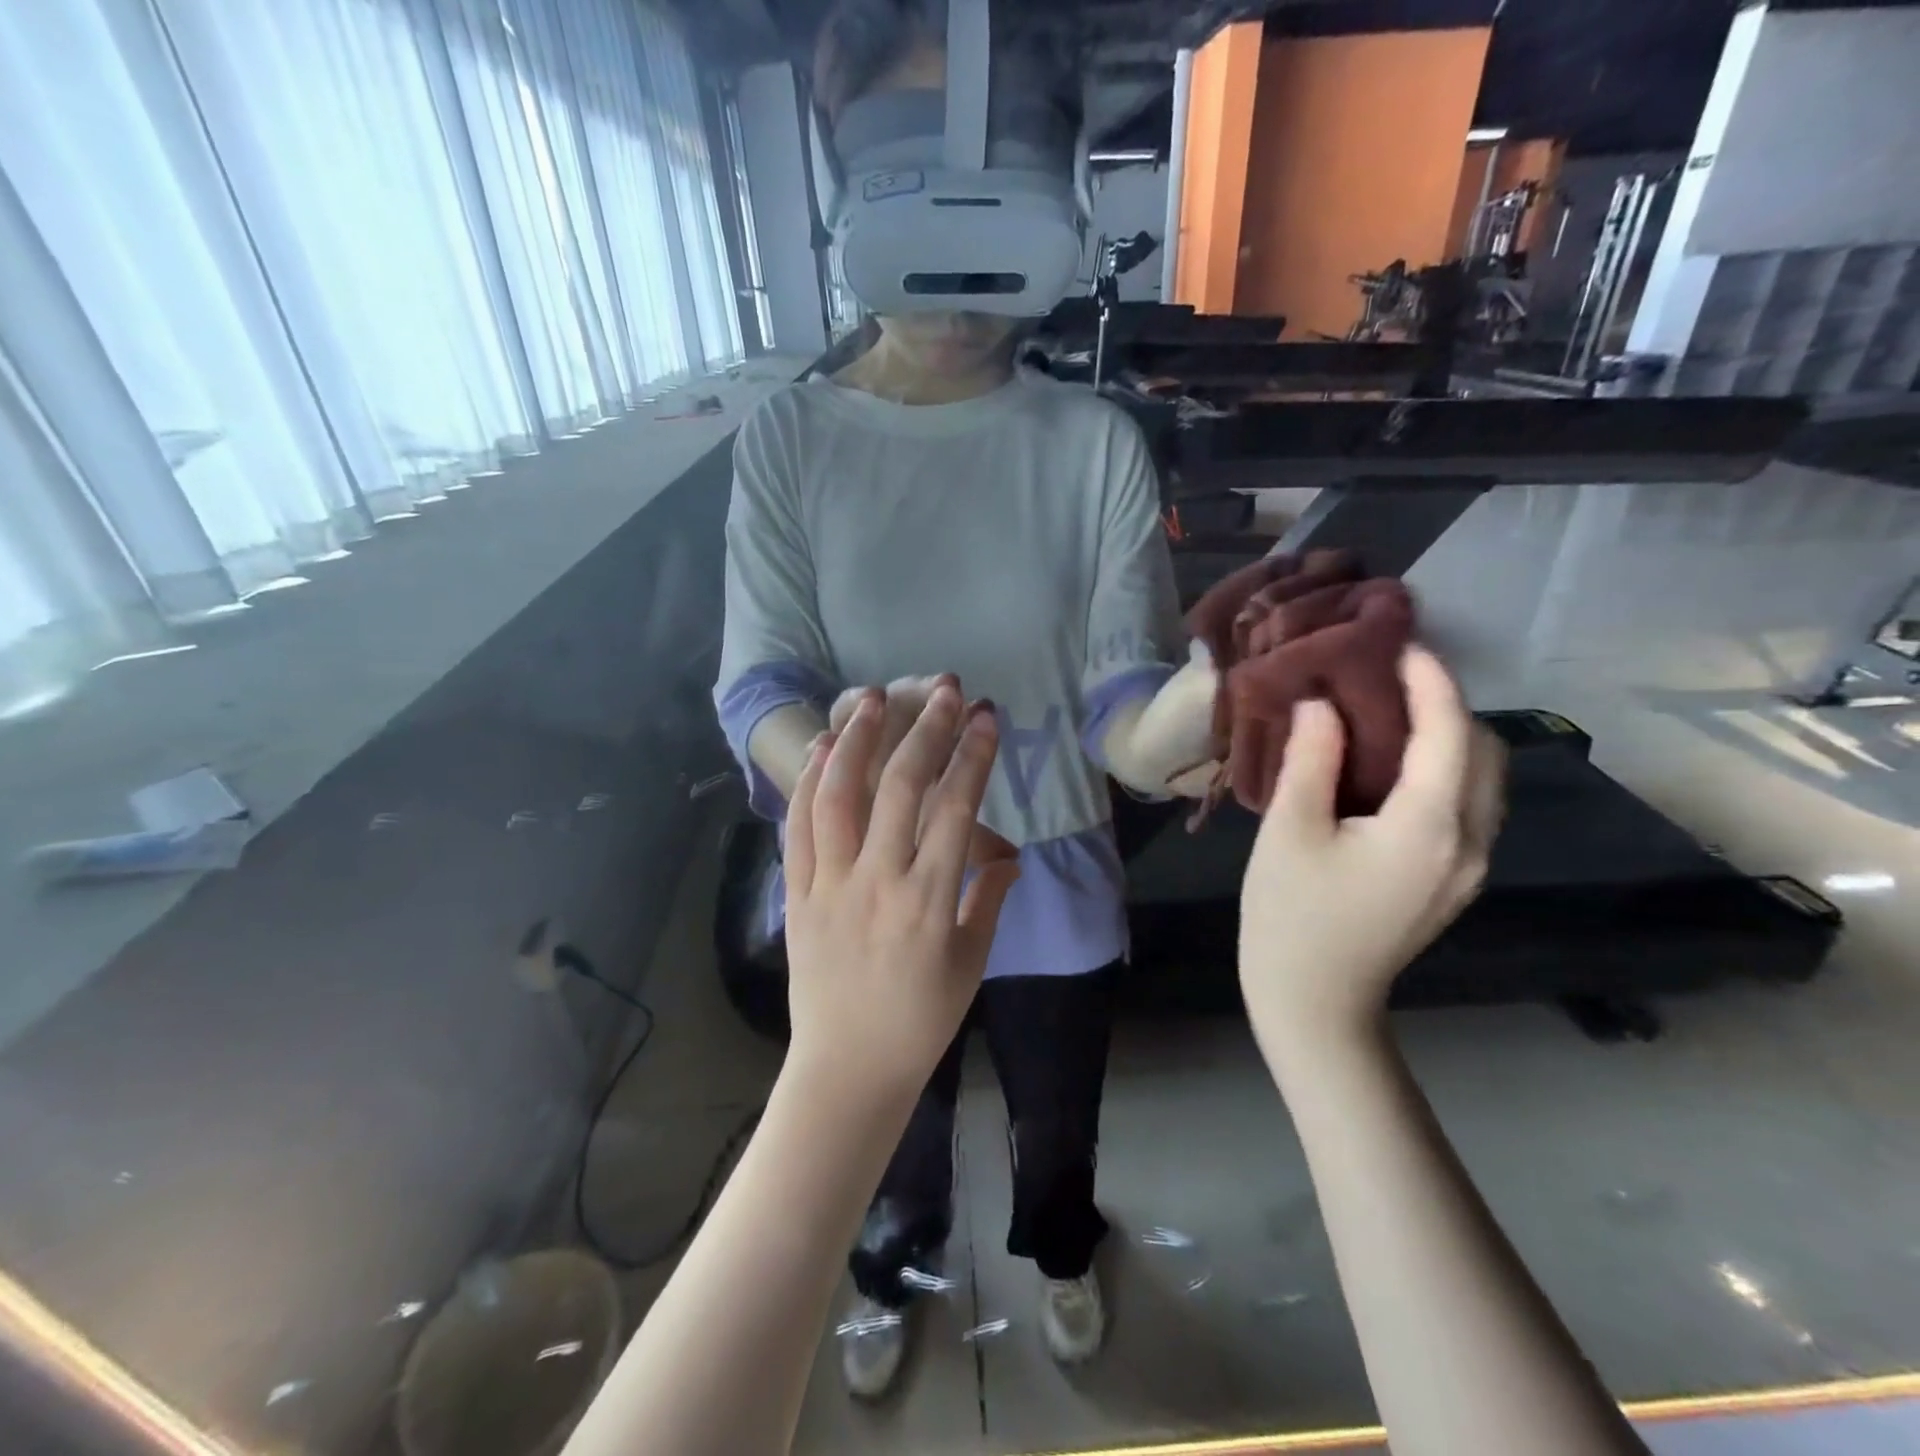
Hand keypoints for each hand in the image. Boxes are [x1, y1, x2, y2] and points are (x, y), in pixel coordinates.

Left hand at [785, 684, 1020, 1096]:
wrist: (848, 1068)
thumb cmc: (920, 1020)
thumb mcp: (970, 964)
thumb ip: (987, 901)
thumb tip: (1007, 856)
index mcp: (929, 900)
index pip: (956, 809)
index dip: (973, 756)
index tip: (985, 716)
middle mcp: (878, 880)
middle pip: (900, 788)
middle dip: (925, 731)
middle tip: (943, 690)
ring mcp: (831, 884)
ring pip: (839, 796)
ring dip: (856, 740)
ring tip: (870, 697)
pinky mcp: (798, 894)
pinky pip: (799, 828)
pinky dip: (809, 783)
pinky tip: (821, 748)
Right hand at [1237, 646, 1504, 1047]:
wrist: (1316, 1000)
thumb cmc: (1292, 914)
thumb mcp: (1289, 831)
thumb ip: (1312, 759)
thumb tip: (1322, 705)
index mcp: (1429, 827)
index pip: (1449, 732)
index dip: (1431, 680)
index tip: (1402, 642)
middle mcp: (1470, 842)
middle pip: (1484, 751)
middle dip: (1447, 705)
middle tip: (1389, 679)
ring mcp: (1470, 865)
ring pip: (1485, 779)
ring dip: (1451, 737)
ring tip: (1392, 714)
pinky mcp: (1455, 879)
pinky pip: (1470, 804)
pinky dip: (1445, 769)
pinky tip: (1395, 768)